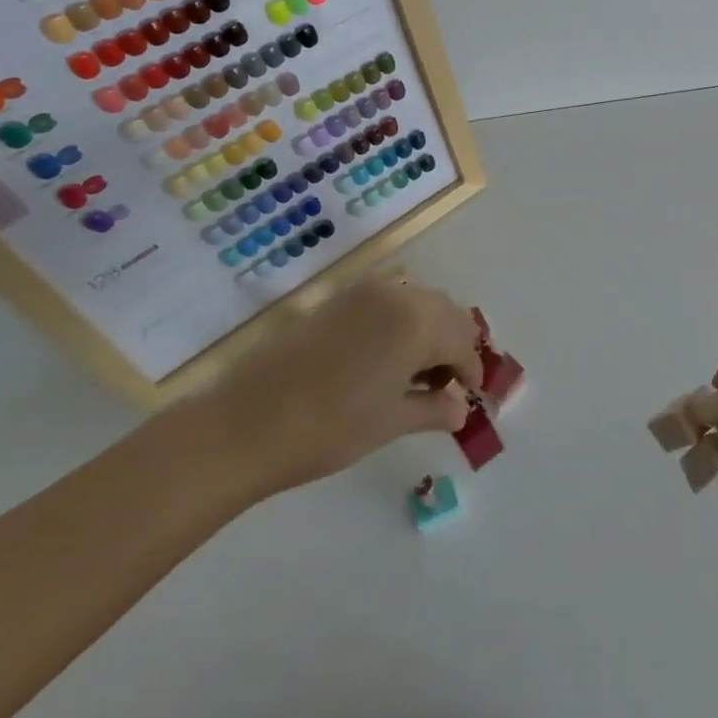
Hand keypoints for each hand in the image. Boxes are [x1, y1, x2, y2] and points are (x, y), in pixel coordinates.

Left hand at [184, 277, 483, 502]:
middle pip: (444, 312)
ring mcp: (364, 290)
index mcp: (418, 321)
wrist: (246, 422)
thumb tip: (460, 409)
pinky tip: (386, 356)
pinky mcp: (337, 296)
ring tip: (416, 372)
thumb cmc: (330, 427)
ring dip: (428, 329)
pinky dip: (400, 321)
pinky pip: (387, 299)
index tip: (471, 398)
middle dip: (453, 345)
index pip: (463, 341)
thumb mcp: (391, 422)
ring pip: (416, 300)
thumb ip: (433, 409)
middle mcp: (397, 293)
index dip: (471, 371)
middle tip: (446, 386)